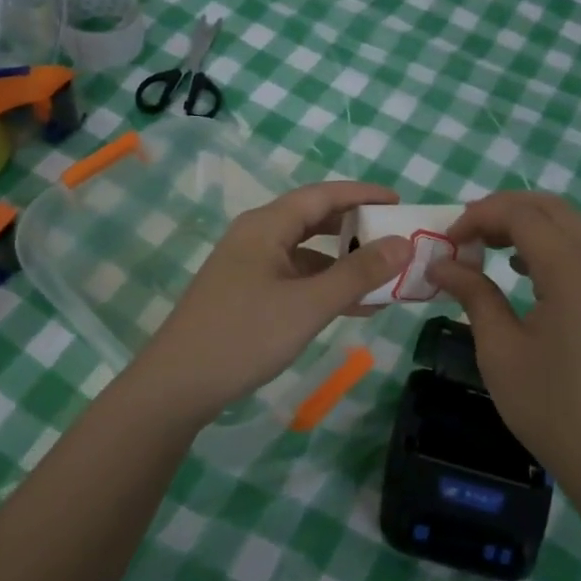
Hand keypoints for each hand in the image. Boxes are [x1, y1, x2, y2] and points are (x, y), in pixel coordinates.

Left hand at [122, 182, 410, 429]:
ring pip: (306, 253)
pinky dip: (324, 286)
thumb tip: (403, 243)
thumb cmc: (244, 336)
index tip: (399, 201)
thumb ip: (358, 274)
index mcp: (266, 226)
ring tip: (384, 276)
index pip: (322, 195)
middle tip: (394, 236)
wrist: (177, 386)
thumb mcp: (309, 305)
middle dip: (355, 228)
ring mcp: (249, 267)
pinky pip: (295, 279)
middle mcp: (256, 237)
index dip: (362, 194)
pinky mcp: (246, 294)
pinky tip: (353, 307)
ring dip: (343, 263)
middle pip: (313, 220)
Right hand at [433, 191, 580, 488]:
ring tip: (488, 251)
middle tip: (466, 235)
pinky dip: (548, 249)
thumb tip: (441, 264)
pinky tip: (523, 276)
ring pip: (570, 229)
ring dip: (527, 227)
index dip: (479, 217)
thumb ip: (473, 295)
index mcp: (572, 272)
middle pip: (551, 209)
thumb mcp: (500, 350)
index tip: (447, 242)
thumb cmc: (552, 408)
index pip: (522, 215)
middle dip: (503, 210)